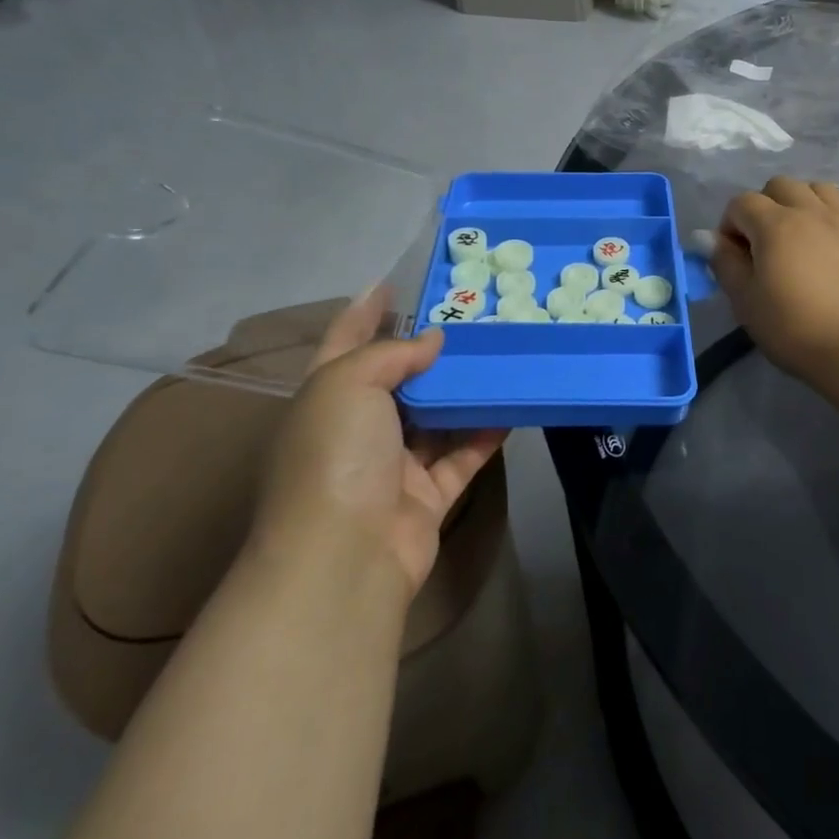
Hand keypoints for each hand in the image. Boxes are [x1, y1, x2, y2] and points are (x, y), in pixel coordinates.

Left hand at [254, 285, 505, 593]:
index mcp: (326, 398)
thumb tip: (432, 340)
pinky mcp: (428, 496)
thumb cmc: (335, 456)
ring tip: (500, 356)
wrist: (344, 556)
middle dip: (429, 351)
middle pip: (398, 381)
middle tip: (472, 319)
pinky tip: (512, 406)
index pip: (345, 342)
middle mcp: (357, 430)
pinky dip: (486, 433)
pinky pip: (463, 455)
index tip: (394, 282)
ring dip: (464, 392)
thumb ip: (391, 354)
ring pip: (436, 418)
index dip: (365, 311)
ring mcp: (393, 466)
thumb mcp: (348, 384)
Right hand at [713, 177, 838, 379]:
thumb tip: (709, 238)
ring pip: (816, 189)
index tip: (732, 257)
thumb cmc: (793, 327)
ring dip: (798, 203)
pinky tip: (825, 247)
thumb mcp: (745, 301)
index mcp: (775, 224)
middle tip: (762, 243)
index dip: (729, 225)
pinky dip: (827, 218)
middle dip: (763, 206)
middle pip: (779, 186)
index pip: (741, 203)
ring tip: (795, 236)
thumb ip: (725, 263)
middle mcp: (809, 211)